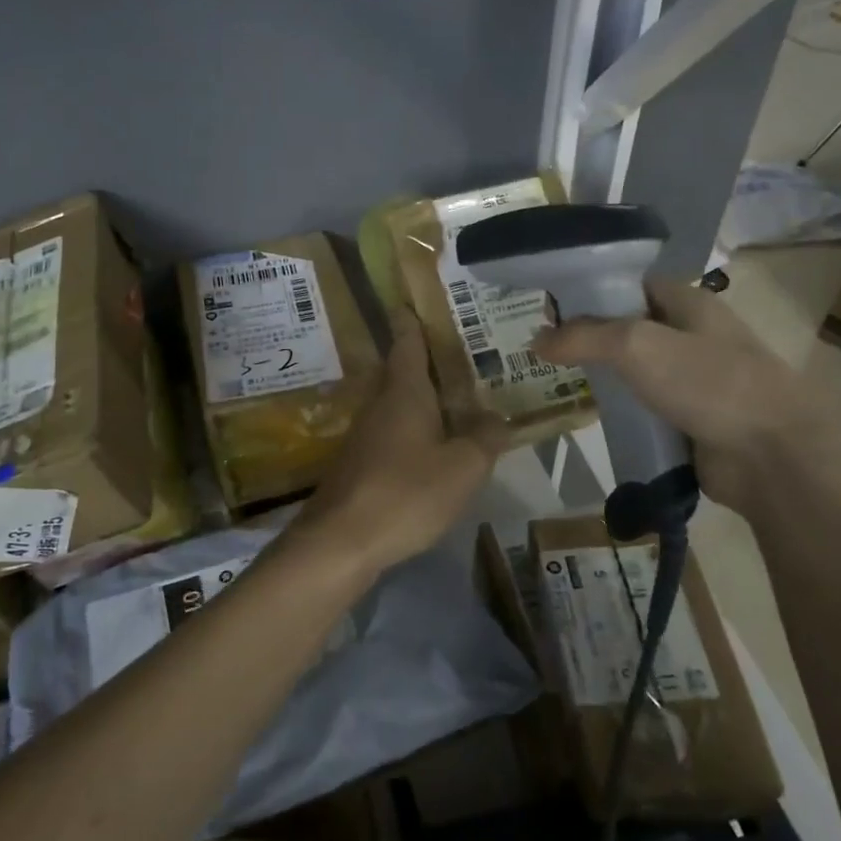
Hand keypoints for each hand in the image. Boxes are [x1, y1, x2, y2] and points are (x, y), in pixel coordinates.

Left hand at [296, 312, 507, 573]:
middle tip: (462, 353)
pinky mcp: (359, 464)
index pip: (407, 340)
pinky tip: (433, 446)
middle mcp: (380, 404)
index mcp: (404, 391)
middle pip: (402, 370)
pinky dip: (414, 429)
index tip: (417, 299)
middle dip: (427, 360)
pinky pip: (392, 432)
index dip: (413, 318)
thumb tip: (499, 417)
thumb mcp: (462, 467)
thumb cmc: (406, 492)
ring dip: (422, 398)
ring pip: (397, 403)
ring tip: (457, 399)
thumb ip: (485, 438)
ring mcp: (365, 434)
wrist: (341, 541)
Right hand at [533, 276, 840, 515]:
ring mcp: (694, 380)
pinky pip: (646, 407)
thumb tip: (535, 340)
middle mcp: (692, 335)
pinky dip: (622, 410)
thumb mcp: (636, 345)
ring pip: (636, 370)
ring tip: (558, 381)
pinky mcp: (691, 420)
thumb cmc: (708, 382)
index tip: (550, 308)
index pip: (630, 284)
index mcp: (688, 303)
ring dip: (604, 376)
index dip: (591, 290)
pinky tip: (593, 415)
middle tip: (544, 350)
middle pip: (629, 327)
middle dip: (590, 337)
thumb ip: (582, 337)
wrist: (773, 455)